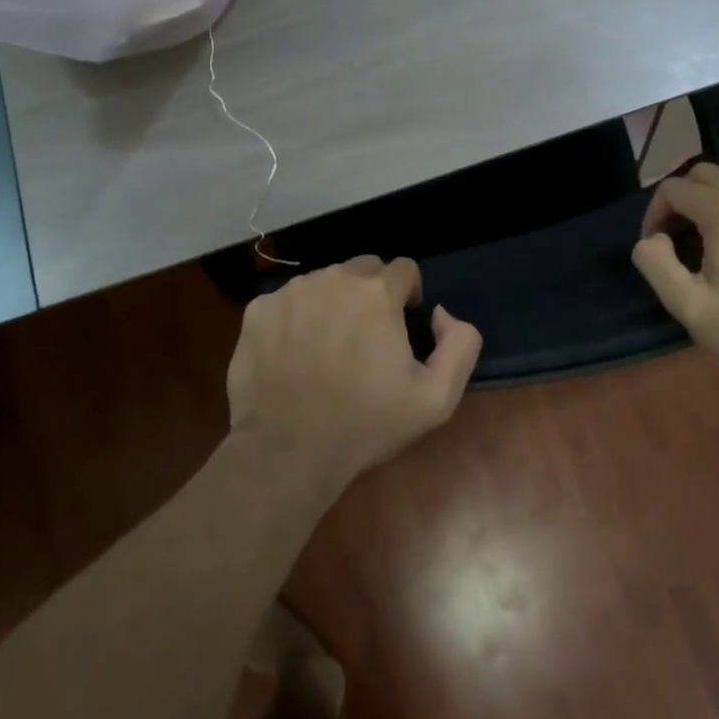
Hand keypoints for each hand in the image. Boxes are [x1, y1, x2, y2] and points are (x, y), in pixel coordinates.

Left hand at [227, 257, 482, 484]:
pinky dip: (295, 318)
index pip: (404, 268)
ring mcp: (291, 291)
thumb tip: (439, 313)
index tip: (403, 323)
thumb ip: (460, 344)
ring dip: (333, 303)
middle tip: (367, 336)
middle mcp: (333, 278)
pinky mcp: (259, 310)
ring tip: (328, 348)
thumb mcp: (437, 398)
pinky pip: (287, 301)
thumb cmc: (366, 424)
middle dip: (372, 293)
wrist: (288, 450)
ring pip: (323, 282)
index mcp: (377, 292)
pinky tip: (294, 356)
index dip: (409, 293)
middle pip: (362, 268)